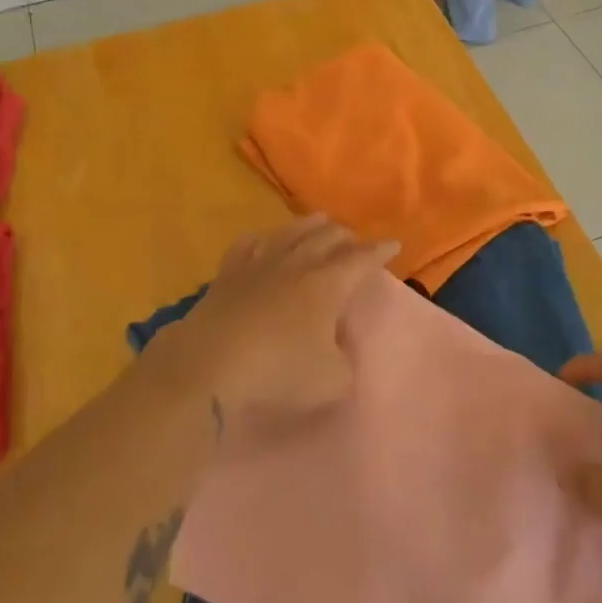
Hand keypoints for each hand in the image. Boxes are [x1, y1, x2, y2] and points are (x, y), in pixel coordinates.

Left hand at [157, 216, 395, 439]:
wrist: (208, 367)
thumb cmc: (277, 372)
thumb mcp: (330, 381)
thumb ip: (344, 363)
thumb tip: (336, 349)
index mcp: (327, 285)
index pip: (361, 260)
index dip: (379, 252)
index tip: (393, 244)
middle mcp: (296, 265)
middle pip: (326, 238)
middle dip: (346, 236)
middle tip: (355, 239)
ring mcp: (259, 265)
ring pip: (290, 233)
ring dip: (309, 226)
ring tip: (320, 221)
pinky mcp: (227, 276)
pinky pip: (247, 246)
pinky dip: (261, 239)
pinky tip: (262, 240)